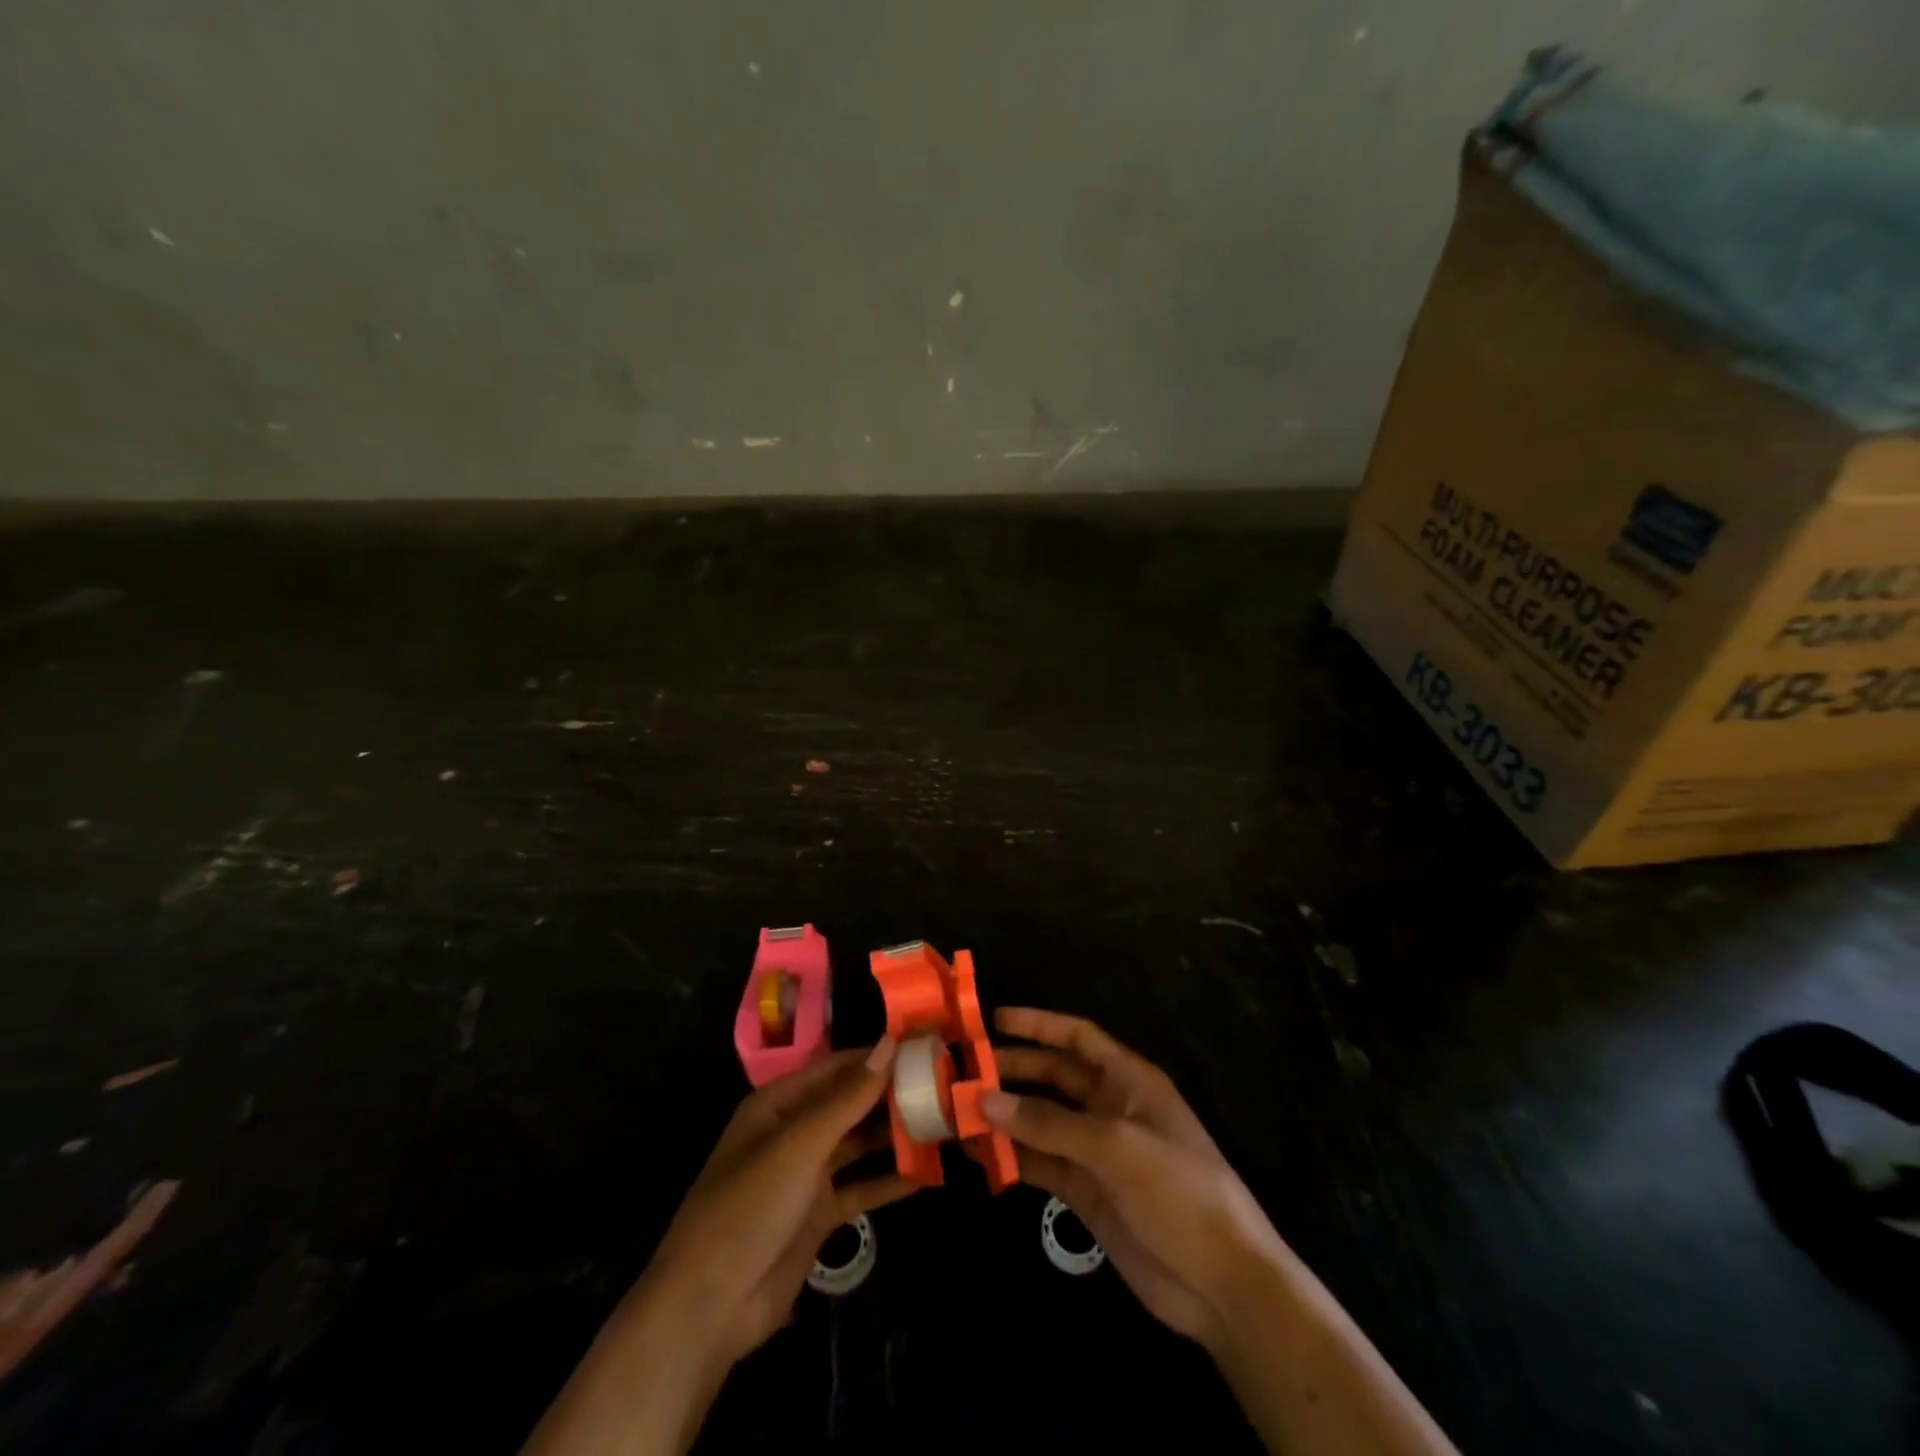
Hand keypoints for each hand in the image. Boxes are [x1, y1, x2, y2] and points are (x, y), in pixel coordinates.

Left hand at [648, 1038, 912, 1362]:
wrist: (710, 1306)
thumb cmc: (749, 1206)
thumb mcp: (800, 1144)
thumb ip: (848, 1097)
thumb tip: (890, 1042)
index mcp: (779, 1104)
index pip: (837, 1067)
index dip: (877, 1056)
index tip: (924, 1047)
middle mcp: (795, 1132)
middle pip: (850, 1105)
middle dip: (891, 1096)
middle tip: (944, 1086)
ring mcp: (807, 1175)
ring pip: (859, 1145)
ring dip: (894, 1136)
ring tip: (944, 1123)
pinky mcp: (819, 1215)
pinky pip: (861, 1188)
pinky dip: (890, 1181)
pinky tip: (927, 1174)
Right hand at [984, 1008, 1285, 1353]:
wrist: (1222, 1283)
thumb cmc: (1179, 1191)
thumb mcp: (1116, 1147)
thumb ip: (1049, 1123)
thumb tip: (984, 1100)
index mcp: (1129, 1081)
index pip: (1078, 1038)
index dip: (1039, 1025)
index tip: (993, 1021)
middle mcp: (1110, 1108)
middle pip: (1054, 1077)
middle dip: (1013, 1071)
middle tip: (965, 1072)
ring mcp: (1097, 1152)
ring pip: (1042, 1121)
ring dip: (1006, 1117)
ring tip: (960, 1113)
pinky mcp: (1086, 1192)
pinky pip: (1042, 1163)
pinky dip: (1013, 1158)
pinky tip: (980, 1156)